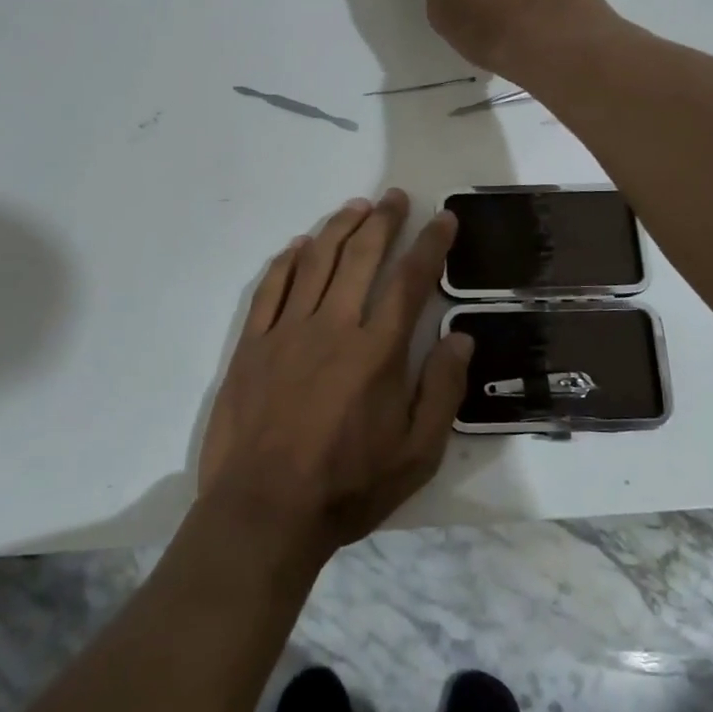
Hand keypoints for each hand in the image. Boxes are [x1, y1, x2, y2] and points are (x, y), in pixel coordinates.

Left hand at [198, 190, 472, 559]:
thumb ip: (443, 391)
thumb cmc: (348, 486)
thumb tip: (460, 337)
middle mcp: (333, 326)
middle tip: (395, 197)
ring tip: (356, 207)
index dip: (430, 244)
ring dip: (338, 228)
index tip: (443, 218)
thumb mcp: (417, 454)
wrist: (263, 513)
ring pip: (315, 262)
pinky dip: (286, 261)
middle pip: (360, 256)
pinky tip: (298, 245)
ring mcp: (286, 331)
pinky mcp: (252, 345)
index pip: (410, 280)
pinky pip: (270, 289)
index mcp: (377, 351)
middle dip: (383, 221)